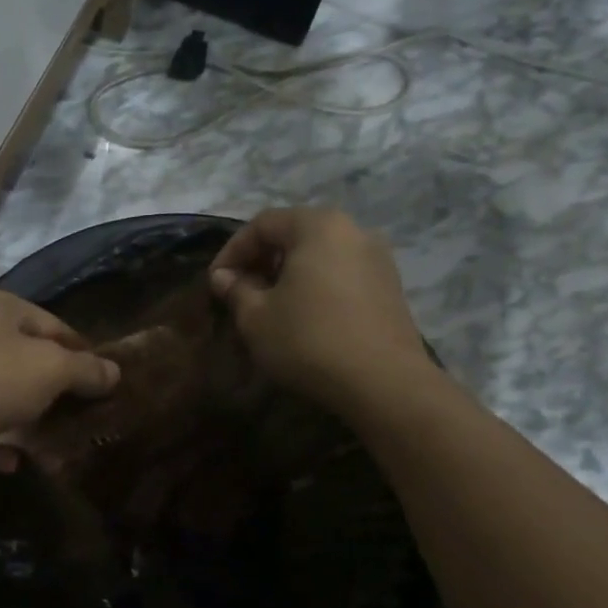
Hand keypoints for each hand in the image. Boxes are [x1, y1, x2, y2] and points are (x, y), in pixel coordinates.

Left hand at [0, 287, 120, 461]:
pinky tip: (8, 459)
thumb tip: (114, 372)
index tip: (104, 387)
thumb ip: (84, 370)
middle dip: (53, 391)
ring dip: (25, 416)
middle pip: (28, 357)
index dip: (83, 356)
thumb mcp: (47, 371)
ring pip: (1, 388)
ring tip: (49, 444)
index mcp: (0, 304)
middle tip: (79, 418)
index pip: (56, 325)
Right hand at [208, 207, 437, 410]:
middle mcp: (353, 231)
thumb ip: (236, 289)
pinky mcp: (391, 287)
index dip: (232, 251)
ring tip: (270, 305)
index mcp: (318, 226)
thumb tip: (223, 277)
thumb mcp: (256, 317)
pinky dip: (316, 285)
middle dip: (261, 260)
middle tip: (240, 291)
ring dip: (289, 274)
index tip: (216, 281)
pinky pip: (341, 274)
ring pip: (320, 255)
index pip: (263, 224)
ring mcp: (378, 258)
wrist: (383, 383)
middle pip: (294, 234)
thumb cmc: (309, 340)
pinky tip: (304, 316)